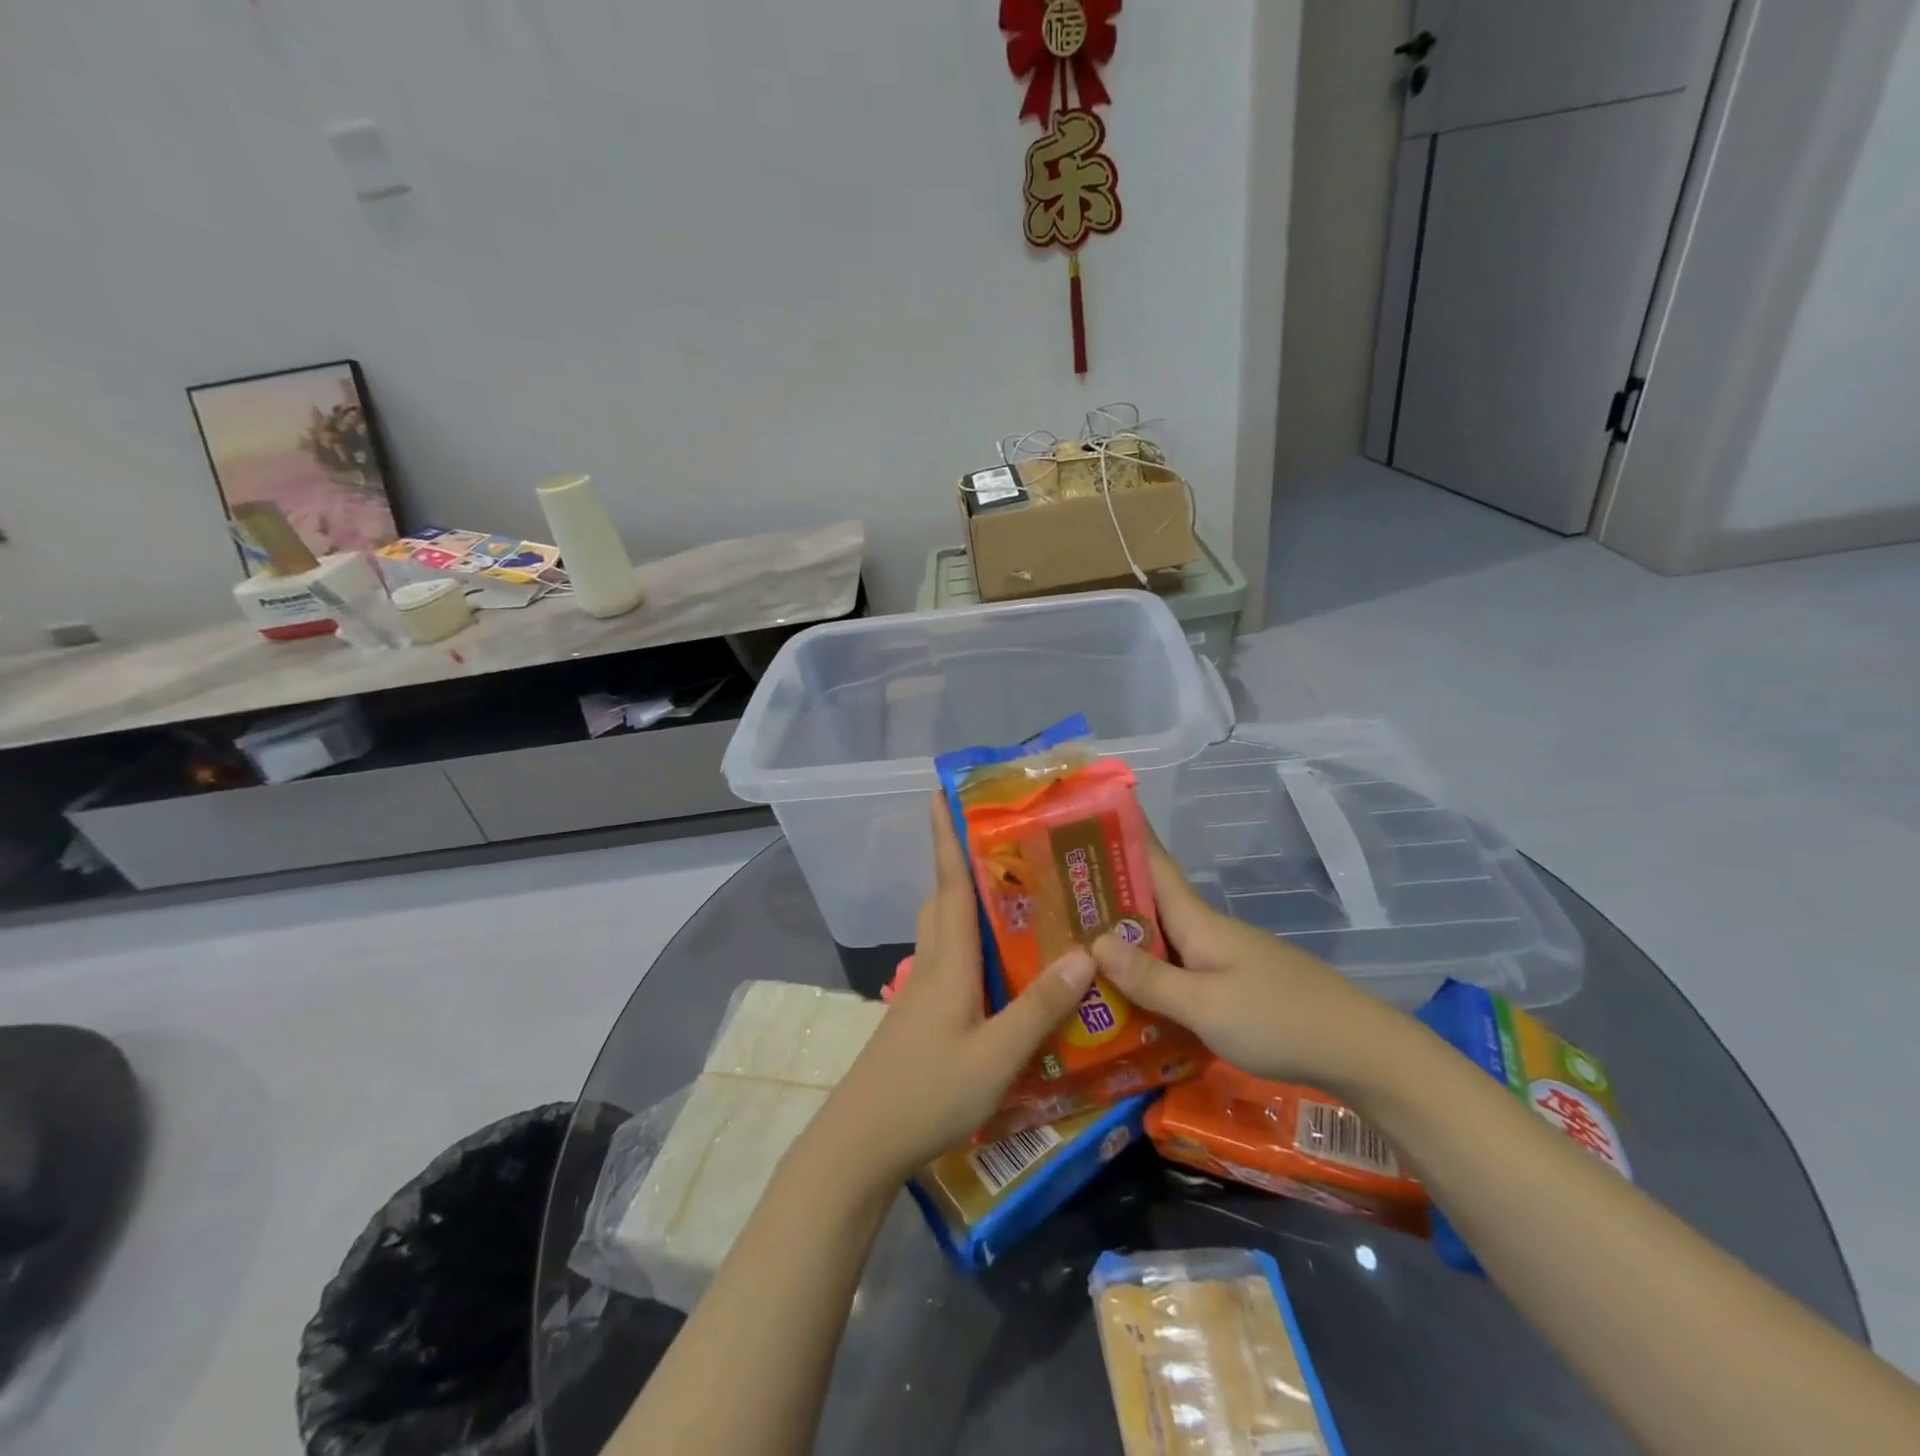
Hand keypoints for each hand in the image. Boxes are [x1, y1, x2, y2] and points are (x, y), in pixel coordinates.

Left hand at [817, 796, 1097, 1184]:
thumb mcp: (996, 1056)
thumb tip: (1085, 953)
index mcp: (948, 962)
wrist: (861, 1143)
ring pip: (943, 931)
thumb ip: (1039, 1007)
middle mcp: (931, 965)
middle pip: (944, 901)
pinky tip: (998, 969)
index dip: (947, 837)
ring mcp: (920, 992)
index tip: (942, 793)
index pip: (950, 884)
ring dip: (966, 905)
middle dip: (963, 865)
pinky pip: (947, 962)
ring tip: (1012, 901)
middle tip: (1006, 848)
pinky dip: (968, 946)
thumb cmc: (928, 1092)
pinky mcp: (919, 1017)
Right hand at [1089, 831, 1404, 1094]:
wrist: (1361, 1052)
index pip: (1154, 863)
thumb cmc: (1278, 1019)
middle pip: (1150, 901)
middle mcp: (1207, 930)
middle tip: (1056, 888)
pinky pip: (1179, 966)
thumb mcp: (1205, 1005)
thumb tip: (1095, 941)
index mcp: (1198, 920)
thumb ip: (1150, 977)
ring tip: (1076, 938)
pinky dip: (1149, 967)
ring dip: (1124, 933)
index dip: (1125, 834)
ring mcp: (1223, 956)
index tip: (1091, 811)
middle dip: (1106, 889)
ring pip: (1162, 936)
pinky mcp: (1234, 984)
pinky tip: (1127, 988)